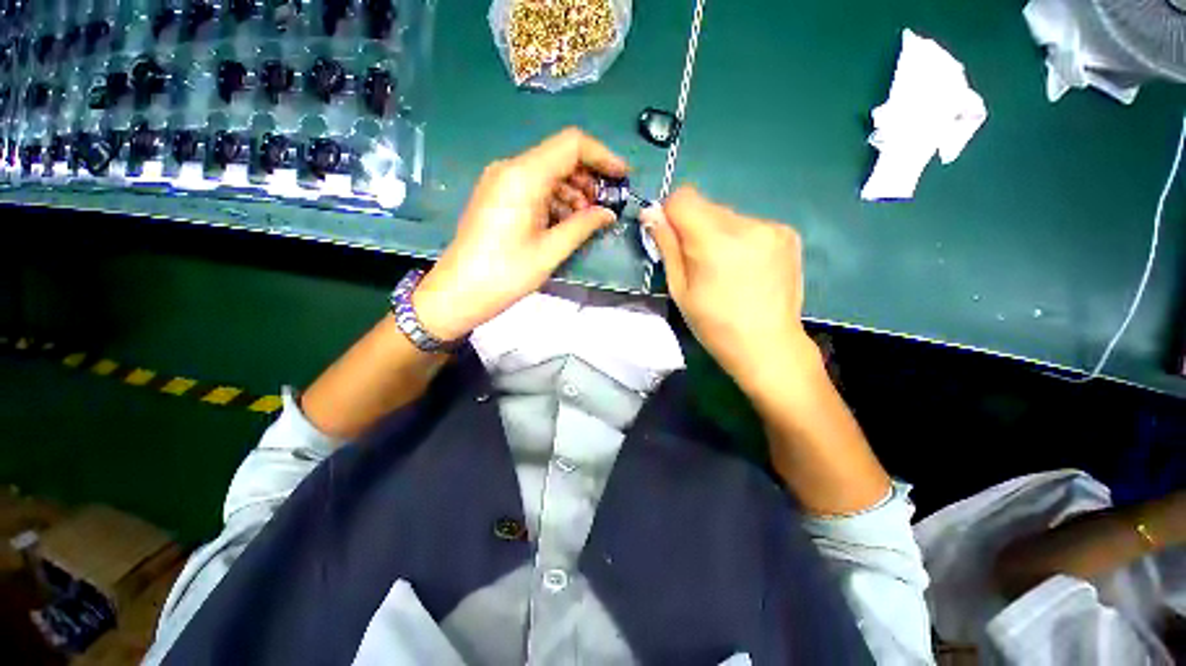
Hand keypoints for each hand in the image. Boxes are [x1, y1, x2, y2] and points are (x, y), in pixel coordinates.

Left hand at [414, 128, 627, 340]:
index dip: (602, 156)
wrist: (458, 291)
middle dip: (589, 177)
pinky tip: (565, 221)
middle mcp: (510, 169)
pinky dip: (555, 199)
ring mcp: (501, 181)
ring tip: (587, 219)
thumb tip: (609, 214)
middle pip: (560, 157)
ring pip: (548, 173)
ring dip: (573, 191)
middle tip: (606, 205)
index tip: (622, 176)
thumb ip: (583, 226)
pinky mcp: (498, 195)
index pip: (572, 145)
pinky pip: (534, 187)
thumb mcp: (550, 251)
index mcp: (524, 176)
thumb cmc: (505, 274)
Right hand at [643, 187, 815, 394]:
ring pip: (728, 216)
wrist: (768, 345)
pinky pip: (751, 225)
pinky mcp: (788, 234)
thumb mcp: (680, 289)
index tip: (672, 239)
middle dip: (694, 227)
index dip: (670, 214)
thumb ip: (667, 247)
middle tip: (698, 263)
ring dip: (718, 234)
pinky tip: (745, 268)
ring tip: (725, 269)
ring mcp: (772, 227)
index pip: (683, 198)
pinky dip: (740, 240)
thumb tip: (650, 214)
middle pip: (706, 206)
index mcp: (715, 240)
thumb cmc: (715, 325)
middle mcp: (747, 224)